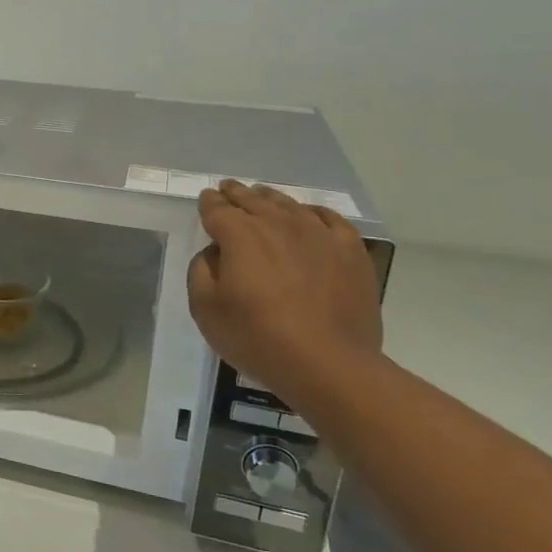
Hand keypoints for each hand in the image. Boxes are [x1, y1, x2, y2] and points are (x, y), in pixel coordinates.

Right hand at [187, 181, 382, 398]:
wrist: (328, 364)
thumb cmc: (257, 337)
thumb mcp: (205, 309)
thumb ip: (201, 271)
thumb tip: (214, 252)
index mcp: (240, 235)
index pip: (217, 209)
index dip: (209, 203)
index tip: (206, 198)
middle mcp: (278, 224)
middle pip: (253, 200)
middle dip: (237, 193)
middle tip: (228, 188)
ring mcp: (319, 234)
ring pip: (289, 205)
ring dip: (271, 198)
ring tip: (263, 196)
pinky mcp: (350, 251)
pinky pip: (330, 219)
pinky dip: (313, 213)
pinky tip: (309, 216)